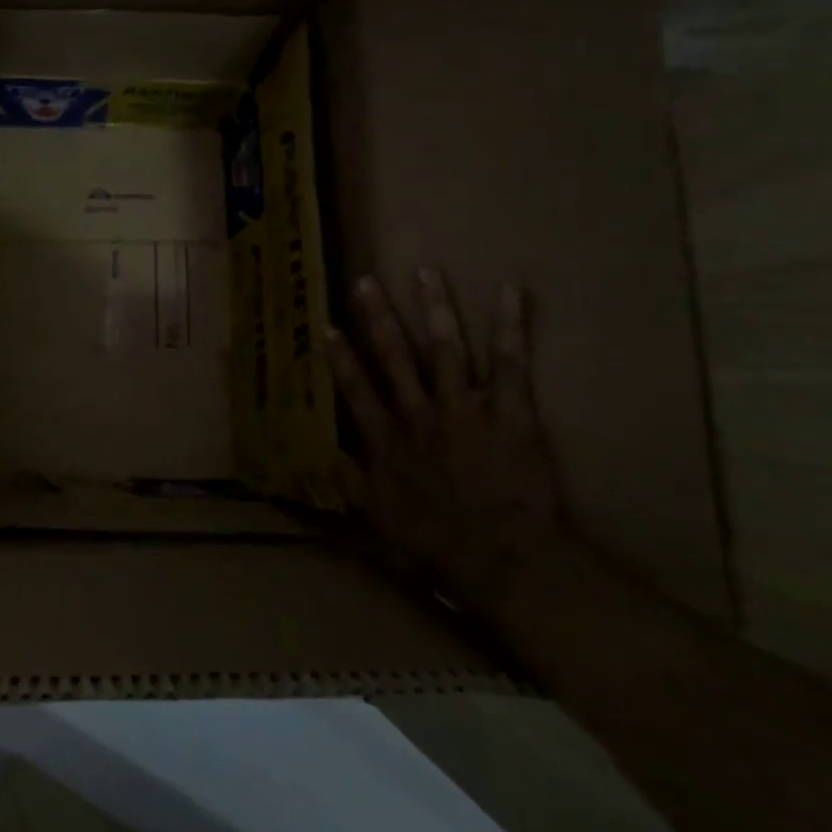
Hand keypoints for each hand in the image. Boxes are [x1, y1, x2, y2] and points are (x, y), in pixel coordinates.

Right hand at [324, 267, 567, 611]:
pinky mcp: (511, 413)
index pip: (358, 390)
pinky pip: (511, 364)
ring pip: (446, 349)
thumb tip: (320, 451)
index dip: (340, 358)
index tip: (326, 326)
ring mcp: (465, 410)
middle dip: (379, 318)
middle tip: (366, 282)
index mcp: (387, 439)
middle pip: (396, 358)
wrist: (502, 559)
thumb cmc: (435, 542)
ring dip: (435, 309)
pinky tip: (511, 290)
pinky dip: (511, 326)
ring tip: (427, 272)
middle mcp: (419, 415)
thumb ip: (348, 480)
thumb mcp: (376, 516)